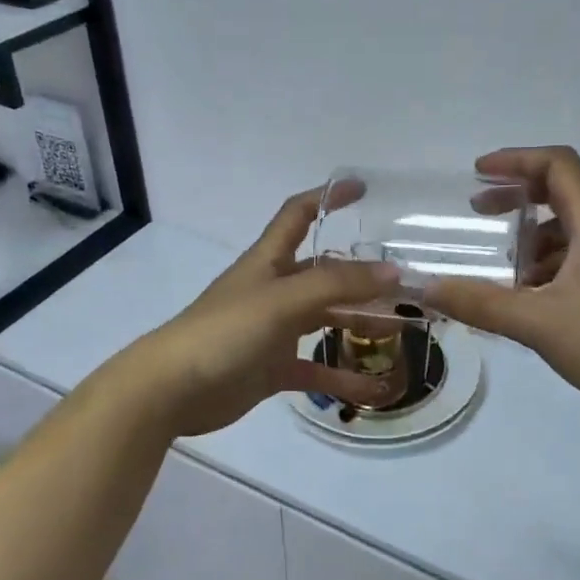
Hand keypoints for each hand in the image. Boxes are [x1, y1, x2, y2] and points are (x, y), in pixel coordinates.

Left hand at [118, 190, 402, 436]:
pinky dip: (342, 375)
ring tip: (401, 329)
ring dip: (358, 323)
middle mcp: (273, 290)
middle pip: (323, 273)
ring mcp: (272, 330)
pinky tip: (373, 386)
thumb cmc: (225, 332)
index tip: (362, 189)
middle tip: (406, 283)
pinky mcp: (271, 367)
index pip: (298, 215)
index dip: (327, 198)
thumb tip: (392, 272)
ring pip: (324, 319)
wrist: (172, 389)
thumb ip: (337, 285)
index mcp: (268, 262)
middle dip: (362, 275)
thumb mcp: (283, 300)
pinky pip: (315, 368)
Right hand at [425, 146, 579, 410]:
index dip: (516, 160)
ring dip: (528, 239)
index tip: (478, 173)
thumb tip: (425, 288)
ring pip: (565, 231)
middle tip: (477, 212)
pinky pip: (573, 259)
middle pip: (560, 192)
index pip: (557, 165)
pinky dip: (543, 266)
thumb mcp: (538, 322)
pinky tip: (526, 299)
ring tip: (498, 270)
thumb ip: (480, 303)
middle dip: (515, 197)